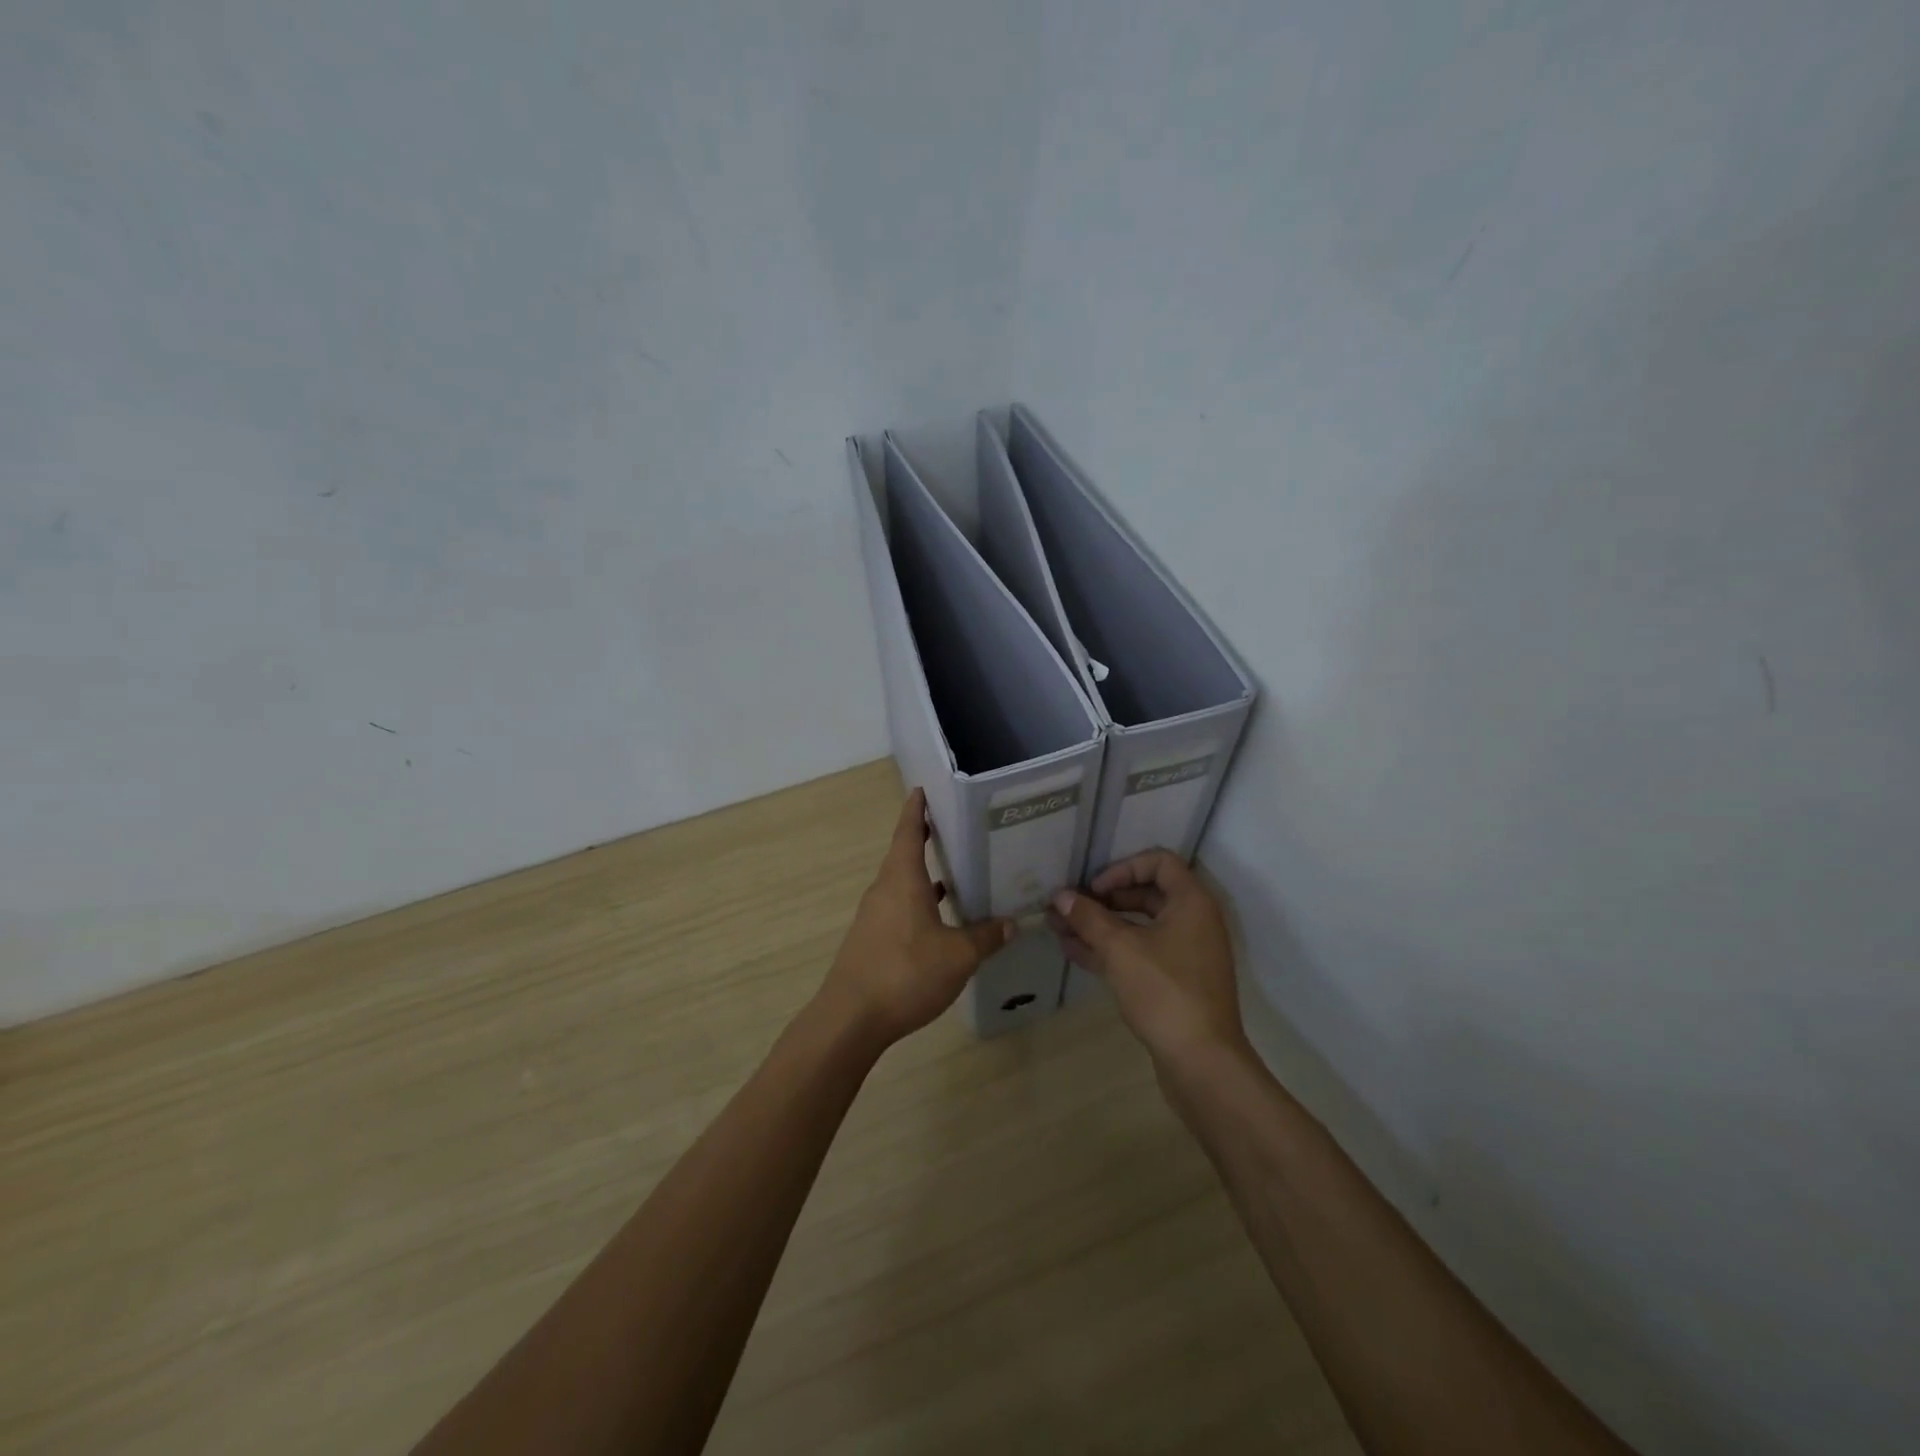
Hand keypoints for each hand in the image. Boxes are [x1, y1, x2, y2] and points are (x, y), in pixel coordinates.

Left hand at [820, 788, 1014, 1047]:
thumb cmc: (905, 973)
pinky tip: (939, 920)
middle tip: (955, 829)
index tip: (923, 790)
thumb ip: (985, 937)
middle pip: (904, 854)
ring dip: (924, 875)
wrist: (851, 1018)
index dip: (916, 809)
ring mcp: (874, 915)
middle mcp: (884, 890)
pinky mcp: (872, 939)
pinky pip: (898, 907)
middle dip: (925, 839)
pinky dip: (919, 903)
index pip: (908, 831)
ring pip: (902, 884)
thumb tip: (1011, 923)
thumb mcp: (958, 956)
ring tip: (955, 872)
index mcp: (902, 879)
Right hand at [1048, 850, 1246, 1065]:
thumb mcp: (1120, 949)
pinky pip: (1140, 953)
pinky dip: (1110, 950)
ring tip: (1059, 928)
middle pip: (1146, 894)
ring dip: (1100, 926)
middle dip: (1103, 899)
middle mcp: (1193, 921)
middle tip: (1069, 907)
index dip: (1123, 868)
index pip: (1159, 862)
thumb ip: (1088, 918)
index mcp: (1191, 902)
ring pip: (1138, 927)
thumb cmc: (1164, 992)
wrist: (1202, 1062)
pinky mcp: (1175, 981)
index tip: (1094, 888)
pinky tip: (1073, 952)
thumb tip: (1060, 896)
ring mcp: (1186, 954)